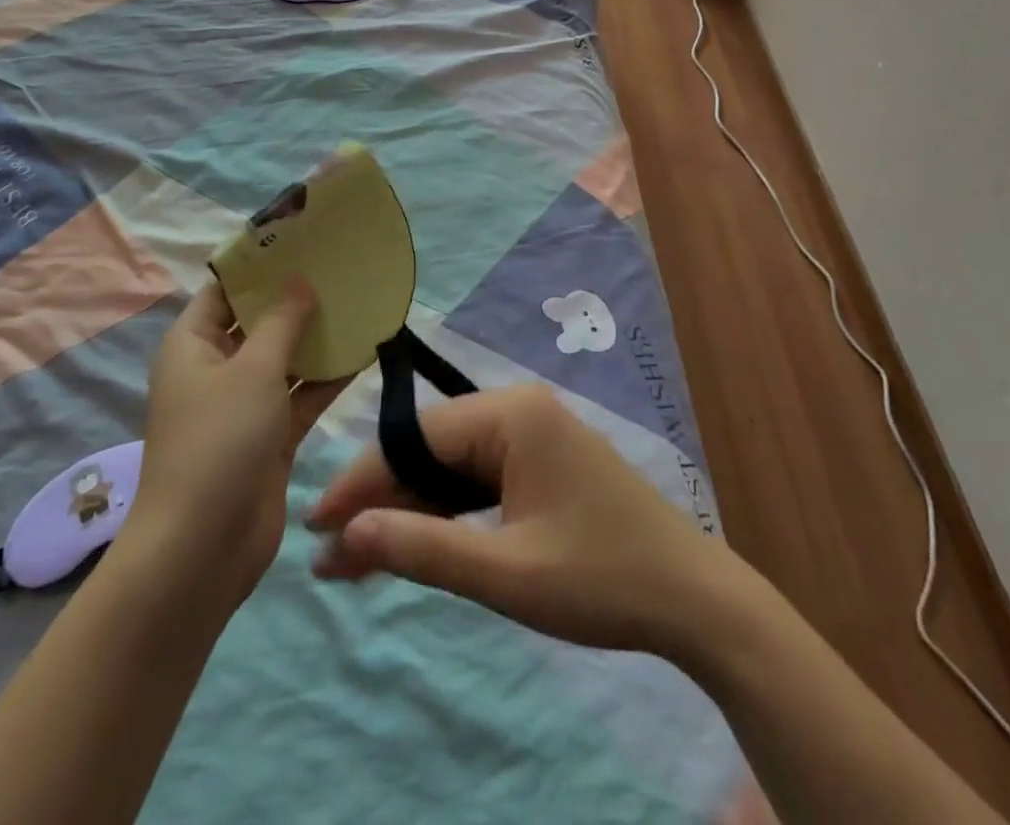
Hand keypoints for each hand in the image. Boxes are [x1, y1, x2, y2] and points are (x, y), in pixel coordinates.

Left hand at [133, 280, 345, 604]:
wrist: (204, 548)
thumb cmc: (219, 440)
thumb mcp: (253, 369)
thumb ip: (282, 321)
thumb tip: (300, 282)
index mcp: (193, 344)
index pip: (224, 290)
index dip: (258, 265)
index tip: (301, 240)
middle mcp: (216, 369)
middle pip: (257, 322)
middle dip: (295, 298)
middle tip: (340, 267)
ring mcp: (244, 405)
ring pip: (285, 358)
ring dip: (317, 337)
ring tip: (360, 301)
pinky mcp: (270, 436)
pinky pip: (301, 395)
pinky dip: (327, 378)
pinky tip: (365, 351)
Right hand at [307, 384, 738, 660]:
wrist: (693, 600)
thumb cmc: (600, 579)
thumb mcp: (505, 572)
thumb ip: (422, 548)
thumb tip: (344, 536)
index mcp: (511, 414)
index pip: (416, 437)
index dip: (362, 481)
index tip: (315, 525)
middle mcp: (518, 409)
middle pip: (431, 449)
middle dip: (382, 501)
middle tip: (332, 556)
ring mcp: (533, 433)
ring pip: (452, 465)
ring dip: (411, 509)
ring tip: (360, 558)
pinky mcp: (542, 461)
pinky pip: (479, 478)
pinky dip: (446, 511)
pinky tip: (416, 541)